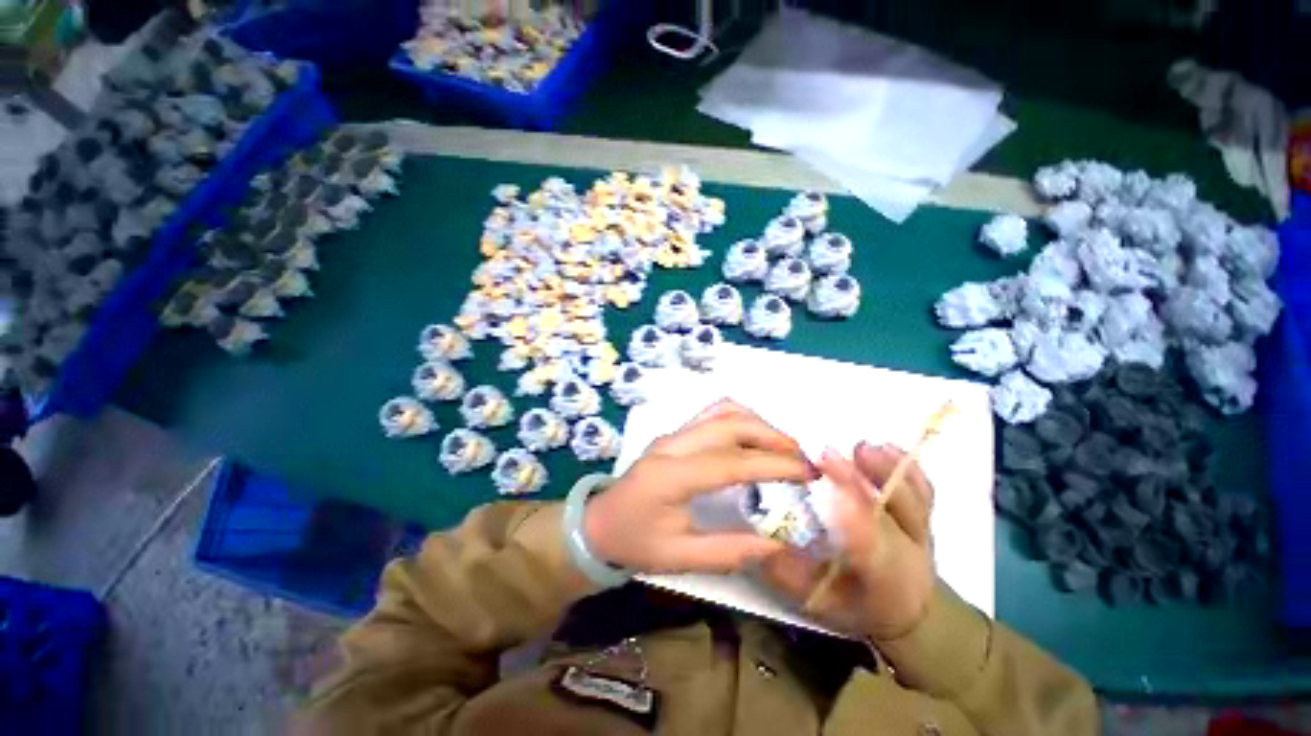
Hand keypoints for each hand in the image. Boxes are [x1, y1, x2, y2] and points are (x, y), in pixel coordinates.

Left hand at [584, 400, 812, 574]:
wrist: (598, 523)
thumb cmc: (634, 542)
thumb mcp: (678, 558)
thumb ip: (728, 551)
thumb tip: (777, 543)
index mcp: (670, 475)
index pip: (730, 461)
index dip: (772, 465)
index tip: (807, 474)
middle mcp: (672, 444)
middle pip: (729, 424)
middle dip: (772, 437)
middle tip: (802, 460)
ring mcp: (672, 434)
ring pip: (721, 411)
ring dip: (758, 423)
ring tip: (784, 448)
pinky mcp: (675, 433)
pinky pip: (712, 414)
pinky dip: (741, 419)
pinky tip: (755, 438)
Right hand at [757, 443, 934, 641]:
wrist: (909, 611)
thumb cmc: (855, 605)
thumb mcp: (816, 601)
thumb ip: (788, 575)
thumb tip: (758, 543)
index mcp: (885, 584)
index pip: (874, 551)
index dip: (855, 521)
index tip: (827, 494)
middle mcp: (911, 557)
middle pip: (894, 520)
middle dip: (861, 483)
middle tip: (826, 456)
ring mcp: (922, 534)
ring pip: (913, 501)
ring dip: (886, 470)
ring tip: (860, 447)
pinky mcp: (925, 516)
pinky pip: (925, 490)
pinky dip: (907, 467)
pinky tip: (884, 447)